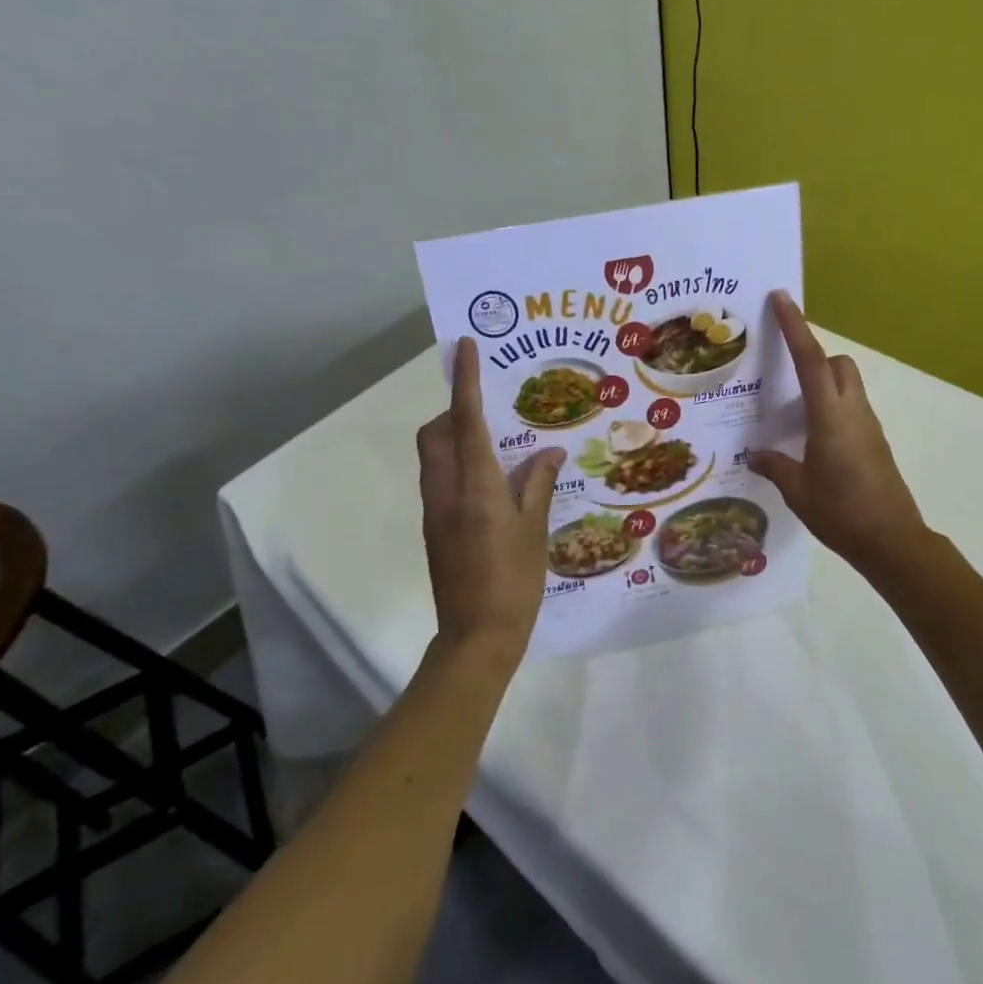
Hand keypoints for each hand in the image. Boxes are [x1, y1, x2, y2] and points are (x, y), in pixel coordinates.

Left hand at [417, 338, 565, 664]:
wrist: (477, 636)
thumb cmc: (514, 581)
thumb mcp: (535, 530)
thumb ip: (538, 484)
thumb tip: (550, 452)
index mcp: (476, 486)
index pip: (466, 419)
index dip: (465, 381)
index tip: (464, 347)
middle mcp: (446, 490)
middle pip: (434, 433)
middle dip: (454, 411)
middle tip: (491, 413)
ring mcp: (435, 510)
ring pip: (432, 456)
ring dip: (454, 438)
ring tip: (496, 448)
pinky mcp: (434, 528)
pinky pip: (439, 480)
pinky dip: (457, 466)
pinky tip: (491, 486)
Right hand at [748, 292, 927, 571]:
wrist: (892, 541)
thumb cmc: (841, 513)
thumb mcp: (798, 492)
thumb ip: (776, 466)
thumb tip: (756, 455)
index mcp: (830, 417)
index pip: (811, 360)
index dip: (796, 326)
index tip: (782, 298)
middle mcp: (853, 412)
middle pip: (837, 364)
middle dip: (813, 356)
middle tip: (782, 372)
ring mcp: (868, 426)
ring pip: (847, 384)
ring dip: (822, 382)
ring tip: (789, 408)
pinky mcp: (874, 442)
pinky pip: (850, 408)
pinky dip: (830, 407)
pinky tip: (810, 438)